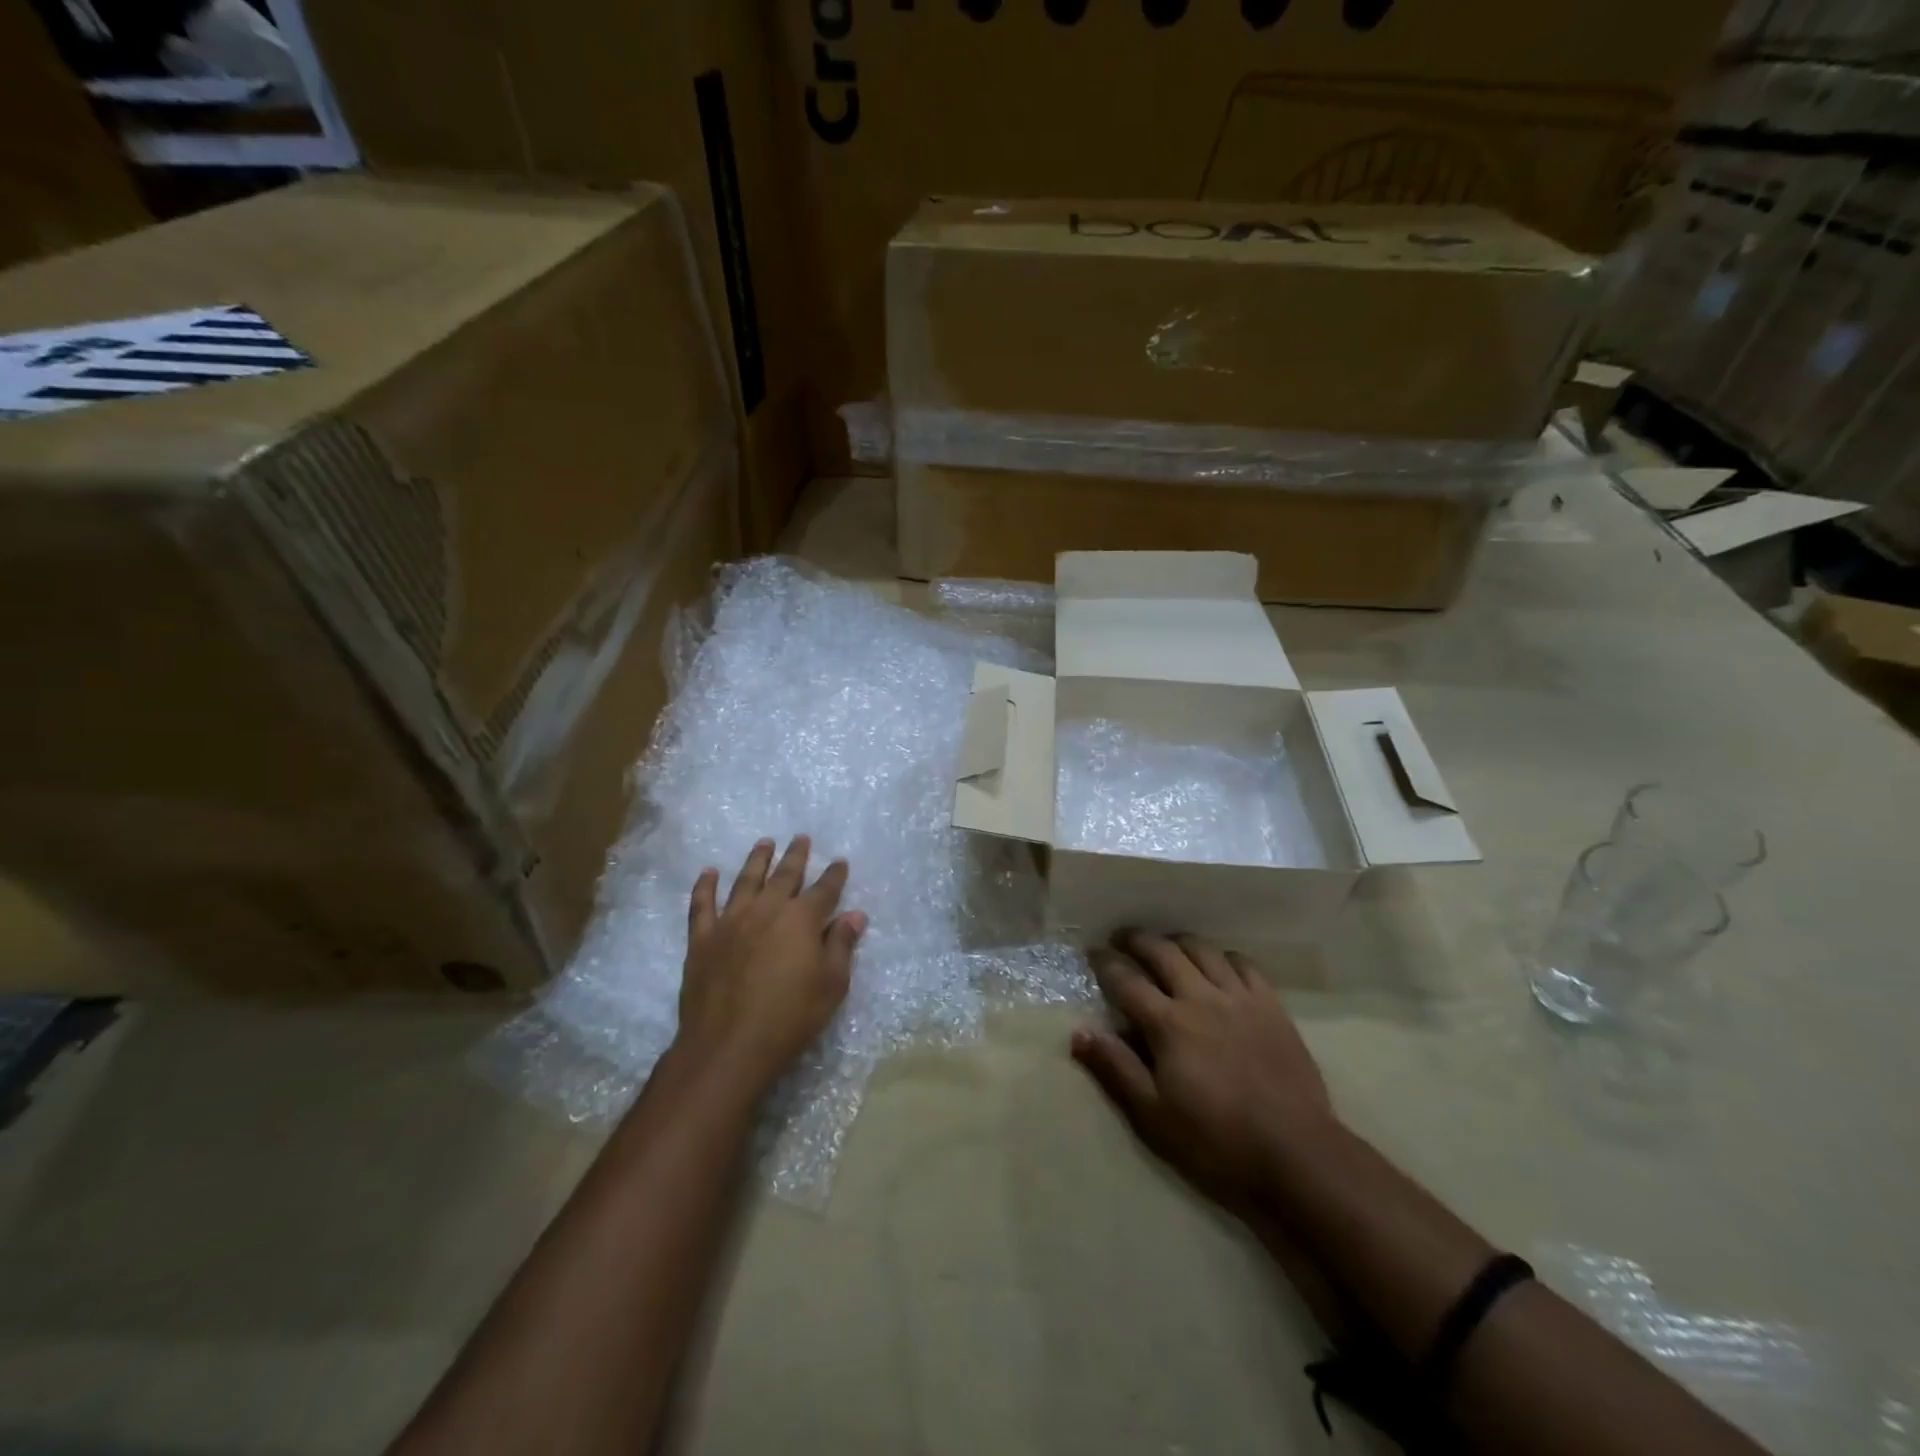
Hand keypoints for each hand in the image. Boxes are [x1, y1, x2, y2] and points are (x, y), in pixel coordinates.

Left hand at [676, 836, 865, 1092]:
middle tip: (801, 838)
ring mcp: (731, 920)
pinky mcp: (703, 938)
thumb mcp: (831, 985)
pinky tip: (709, 872)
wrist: (729, 1045)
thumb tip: (854, 915)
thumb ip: (841, 946)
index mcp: (802, 919)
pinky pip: (702, 904)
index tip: (839, 861)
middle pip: (785, 875)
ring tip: (764, 843)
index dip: (834, 875)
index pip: (824, 889)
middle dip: (796, 855)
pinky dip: (705, 885)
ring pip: (745, 880)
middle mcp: (767, 909)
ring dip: (757, 859)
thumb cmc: (790, 1017)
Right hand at [1071, 931, 1334, 1212]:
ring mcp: (1240, 998)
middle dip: (1137, 940)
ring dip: (1178, 941)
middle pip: (1163, 951)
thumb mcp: (1153, 1116)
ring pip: (1203, 949)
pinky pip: (1244, 964)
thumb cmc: (1216, 1141)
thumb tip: (1078, 1033)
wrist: (1296, 1154)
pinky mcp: (1272, 1006)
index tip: (1092, 953)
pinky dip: (1223, 956)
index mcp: (1169, 1024)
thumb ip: (1115, 1069)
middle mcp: (1201, 998)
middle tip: (1123, 939)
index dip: (1105, 963)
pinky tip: (1218, 965)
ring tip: (1167, 945)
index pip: (1127, 980)